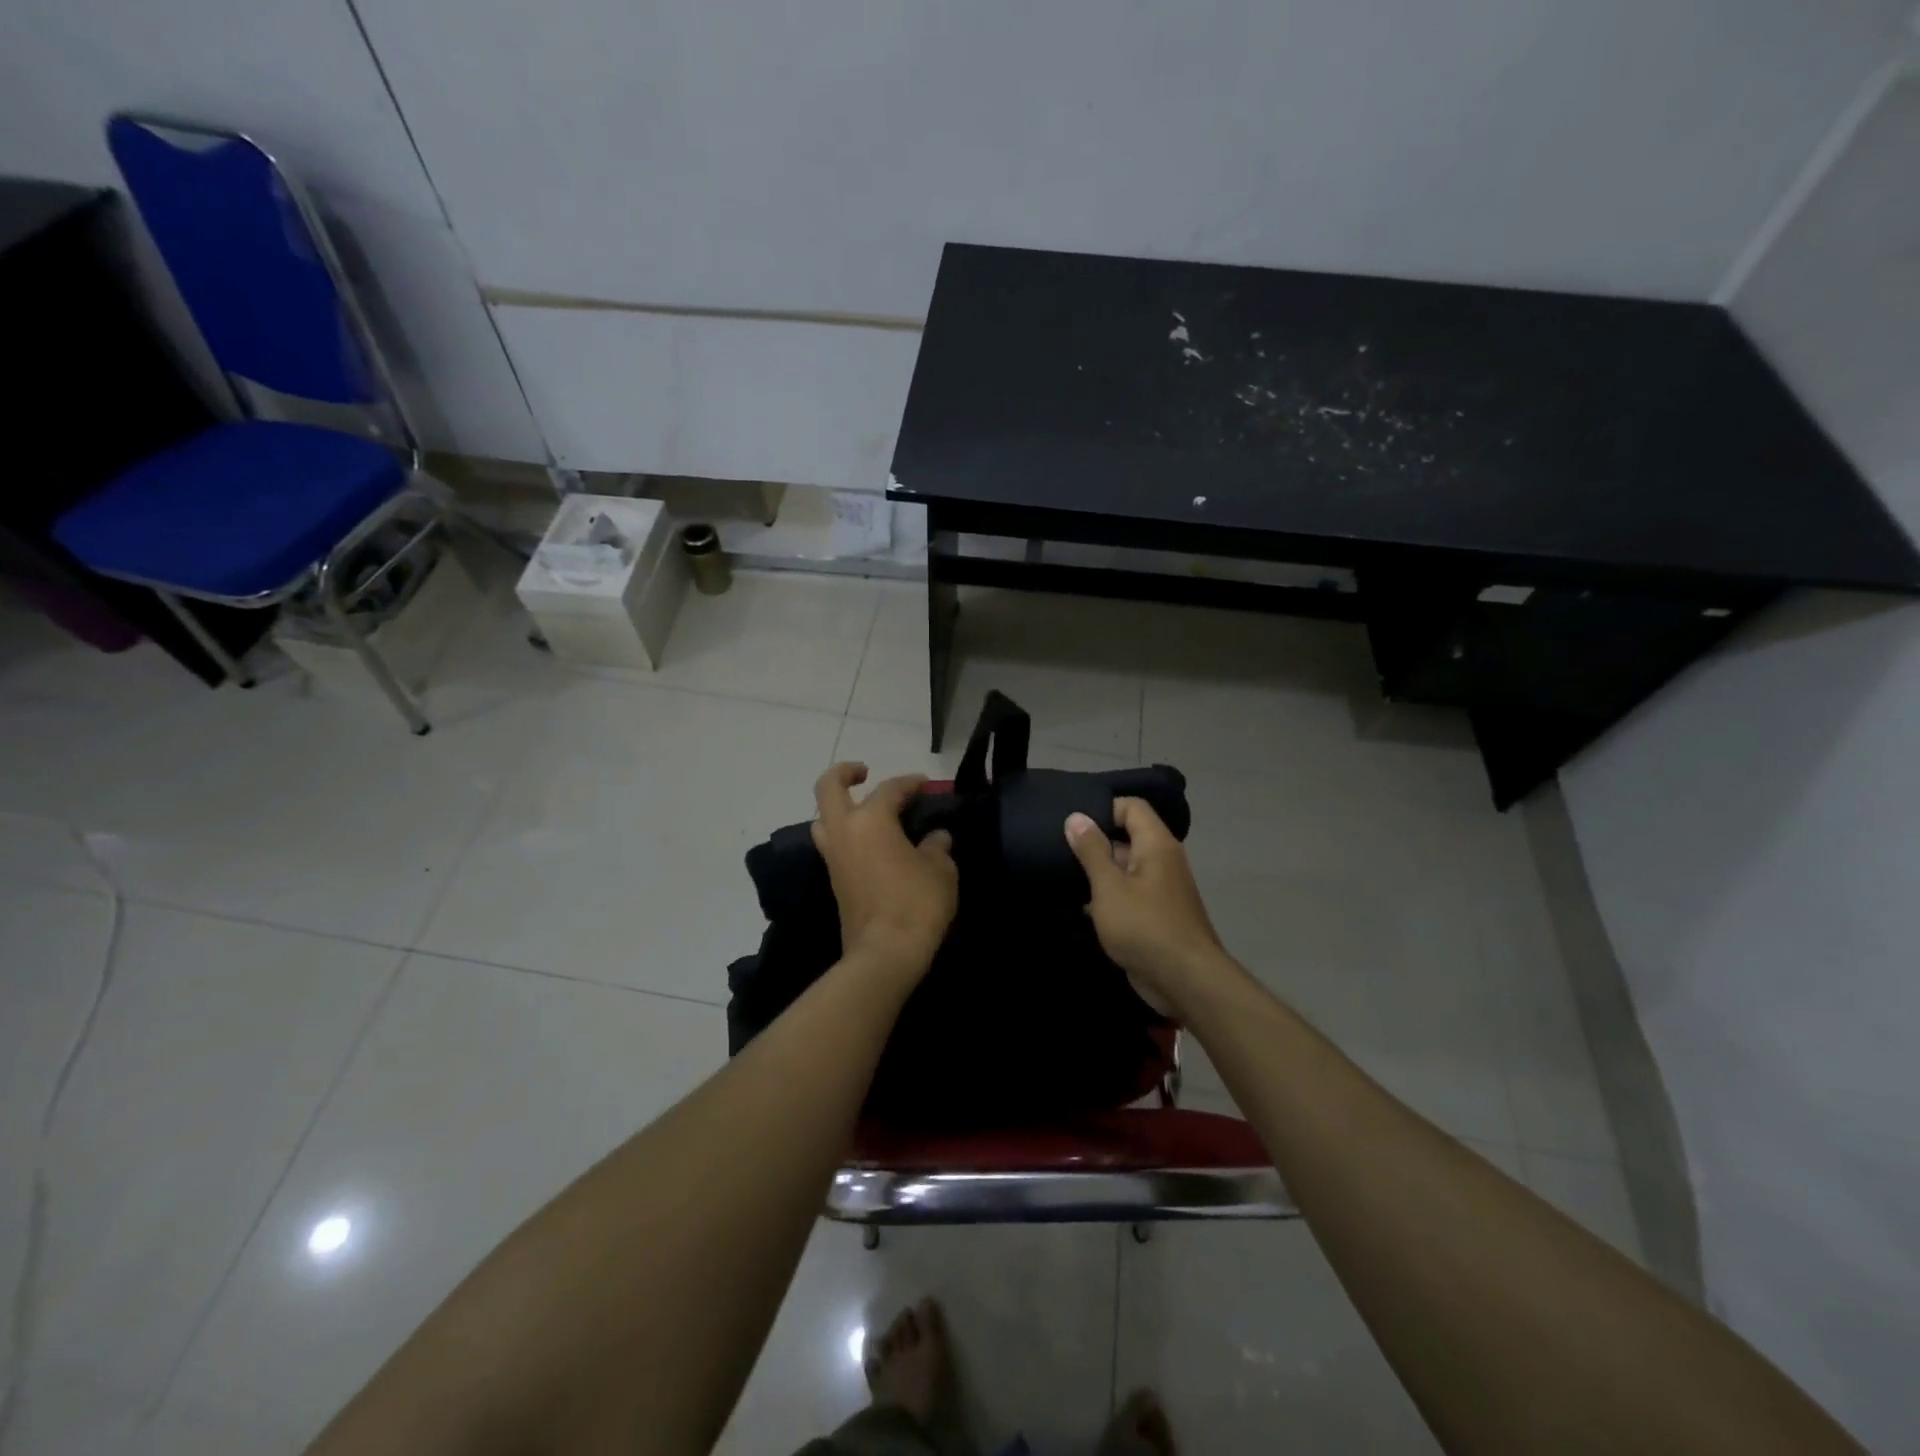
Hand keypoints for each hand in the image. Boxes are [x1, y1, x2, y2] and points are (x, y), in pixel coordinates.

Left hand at [812, 764, 958, 981]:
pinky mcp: (833, 880)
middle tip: (864, 772)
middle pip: (828, 788)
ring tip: (863, 811)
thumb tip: (936, 838)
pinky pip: (833, 844)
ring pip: (822, 818)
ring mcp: (833, 857)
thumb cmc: (916, 903)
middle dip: (844, 773)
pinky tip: (869, 843)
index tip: (925, 784)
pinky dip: (845, 834)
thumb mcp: (940, 870)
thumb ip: (937, 847)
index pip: (890, 788)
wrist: (884, 953)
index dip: (910, 782)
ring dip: (838, 807)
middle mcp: (845, 831)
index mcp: (871, 820)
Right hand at [1066, 798, 1227, 1015]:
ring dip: (1099, 872)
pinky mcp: (1156, 914)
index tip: (1074, 825)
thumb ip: (1091, 850)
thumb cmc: (1144, 926)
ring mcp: (1161, 889)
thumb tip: (1076, 817)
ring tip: (1063, 875)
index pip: (1132, 807)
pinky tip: (1080, 905)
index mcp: (1156, 844)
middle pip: (1127, 836)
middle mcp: (1162, 860)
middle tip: (1059, 849)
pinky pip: (1129, 893)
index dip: (1103, 809)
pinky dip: (1108, 896)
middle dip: (1095, 842)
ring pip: (1125, 867)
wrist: (1185, 980)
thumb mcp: (1109, 886)